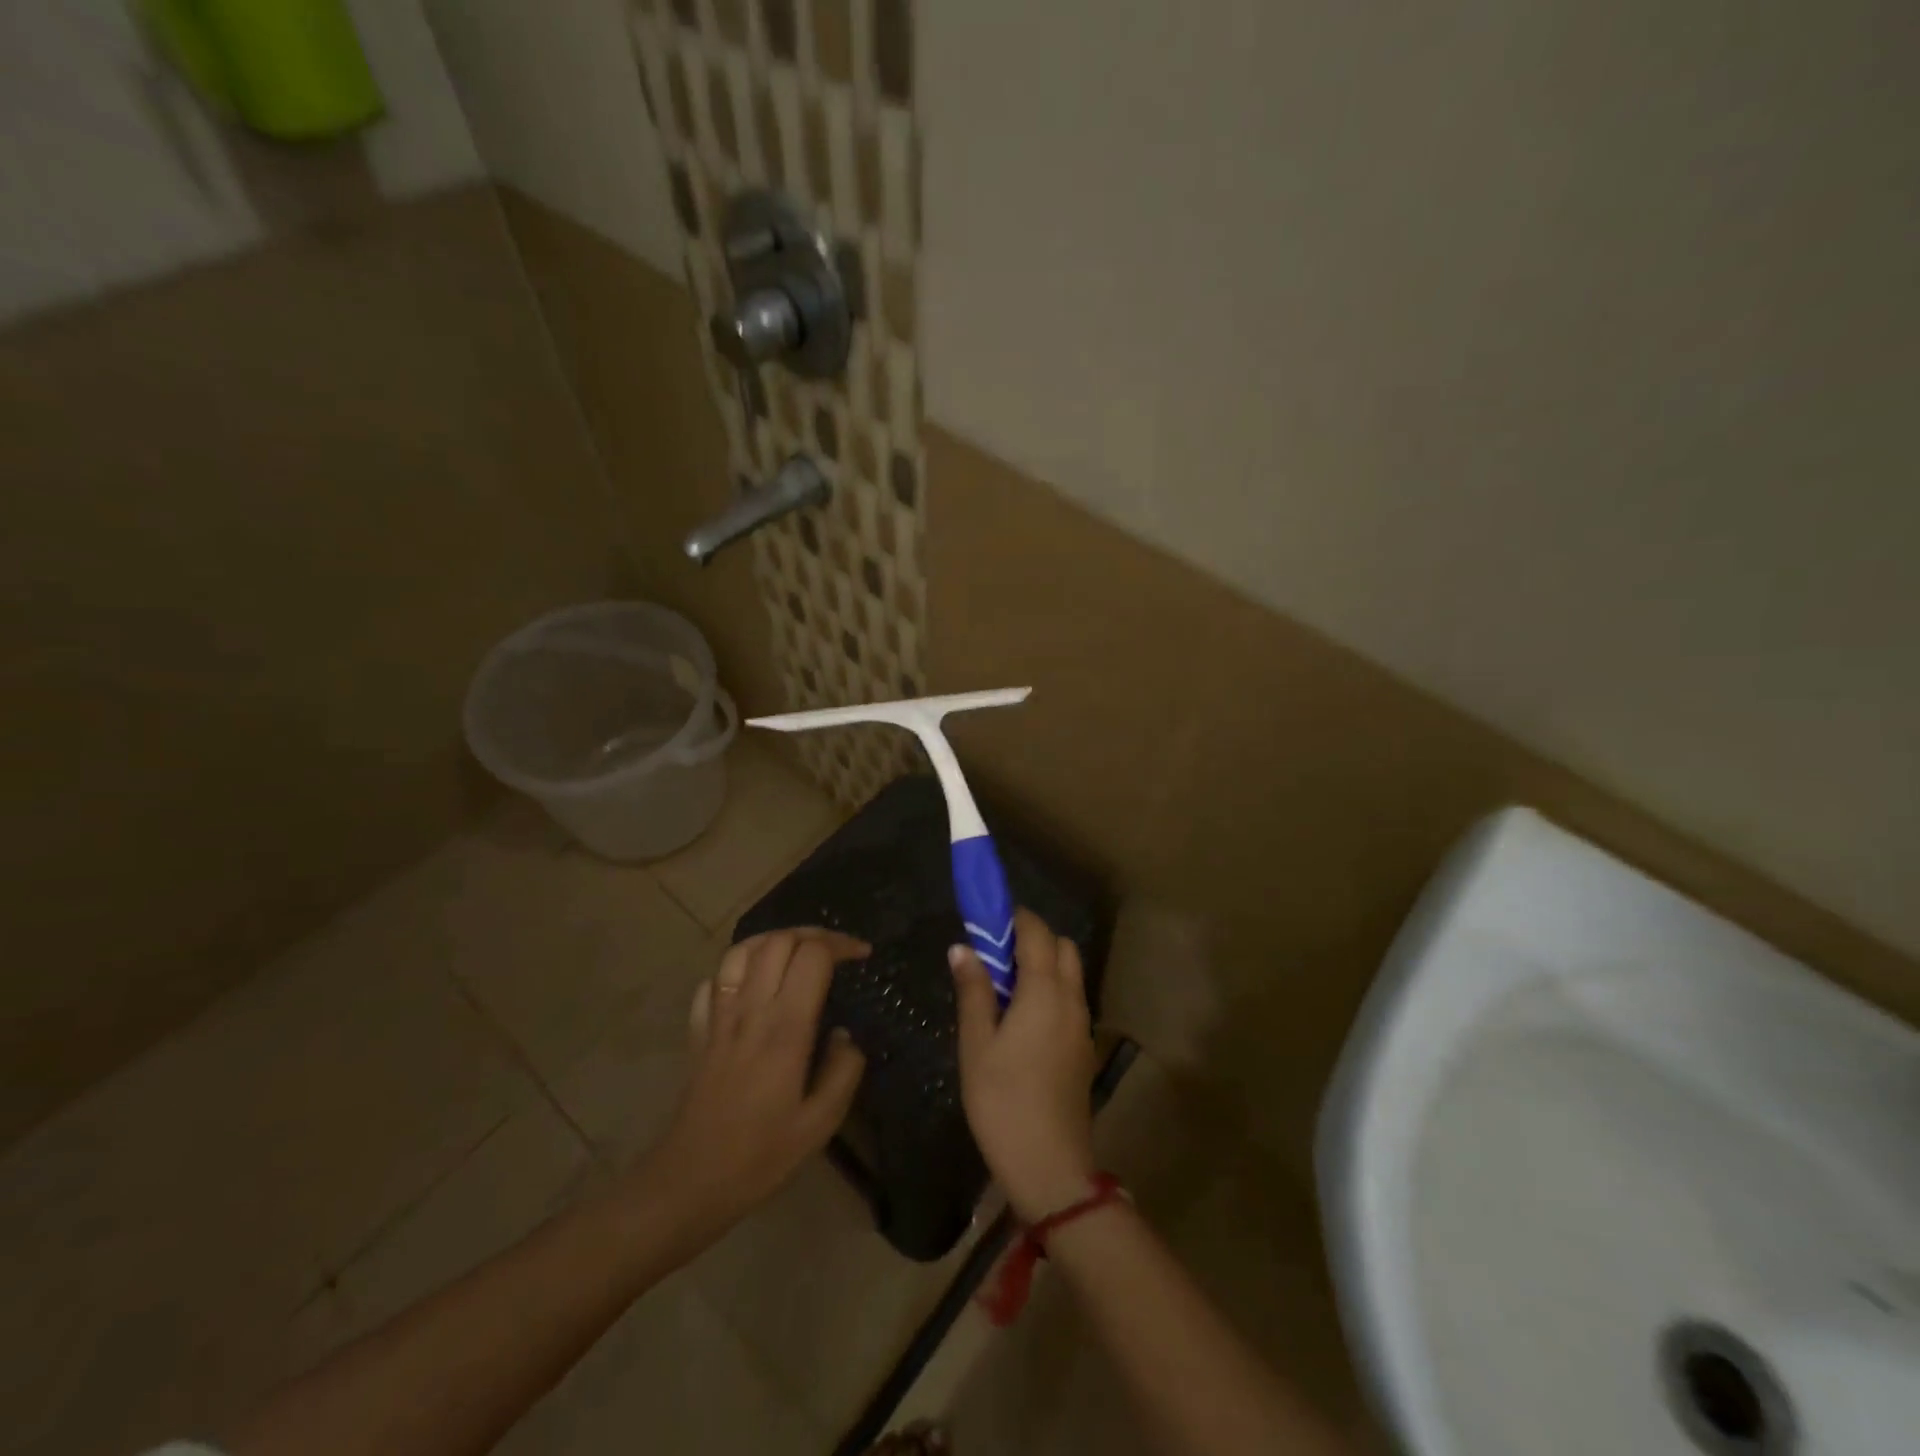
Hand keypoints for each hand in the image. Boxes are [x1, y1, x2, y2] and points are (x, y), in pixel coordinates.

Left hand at [635, 929, 868, 1236]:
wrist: (690, 1182)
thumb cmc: (761, 1156)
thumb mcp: (821, 1124)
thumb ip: (844, 1071)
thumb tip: (846, 1036)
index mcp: (786, 1028)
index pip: (813, 956)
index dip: (841, 945)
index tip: (862, 955)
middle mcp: (751, 1010)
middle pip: (779, 941)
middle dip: (813, 934)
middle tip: (836, 949)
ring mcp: (719, 1017)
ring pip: (742, 950)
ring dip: (774, 940)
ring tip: (796, 951)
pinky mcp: (699, 1031)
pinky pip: (714, 980)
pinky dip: (737, 969)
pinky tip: (752, 983)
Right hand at [951, 909, 1097, 1220]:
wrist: (1050, 1165)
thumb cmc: (1003, 1101)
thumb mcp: (976, 1045)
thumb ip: (974, 991)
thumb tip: (963, 948)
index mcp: (1044, 992)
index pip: (1037, 933)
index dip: (1015, 918)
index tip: (988, 920)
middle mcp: (1071, 999)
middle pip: (1062, 947)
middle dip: (1033, 938)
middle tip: (996, 956)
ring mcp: (1083, 1025)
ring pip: (1071, 973)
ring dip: (1044, 964)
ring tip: (1005, 988)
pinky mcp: (1085, 1048)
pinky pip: (1072, 999)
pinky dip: (1052, 990)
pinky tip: (1023, 1019)